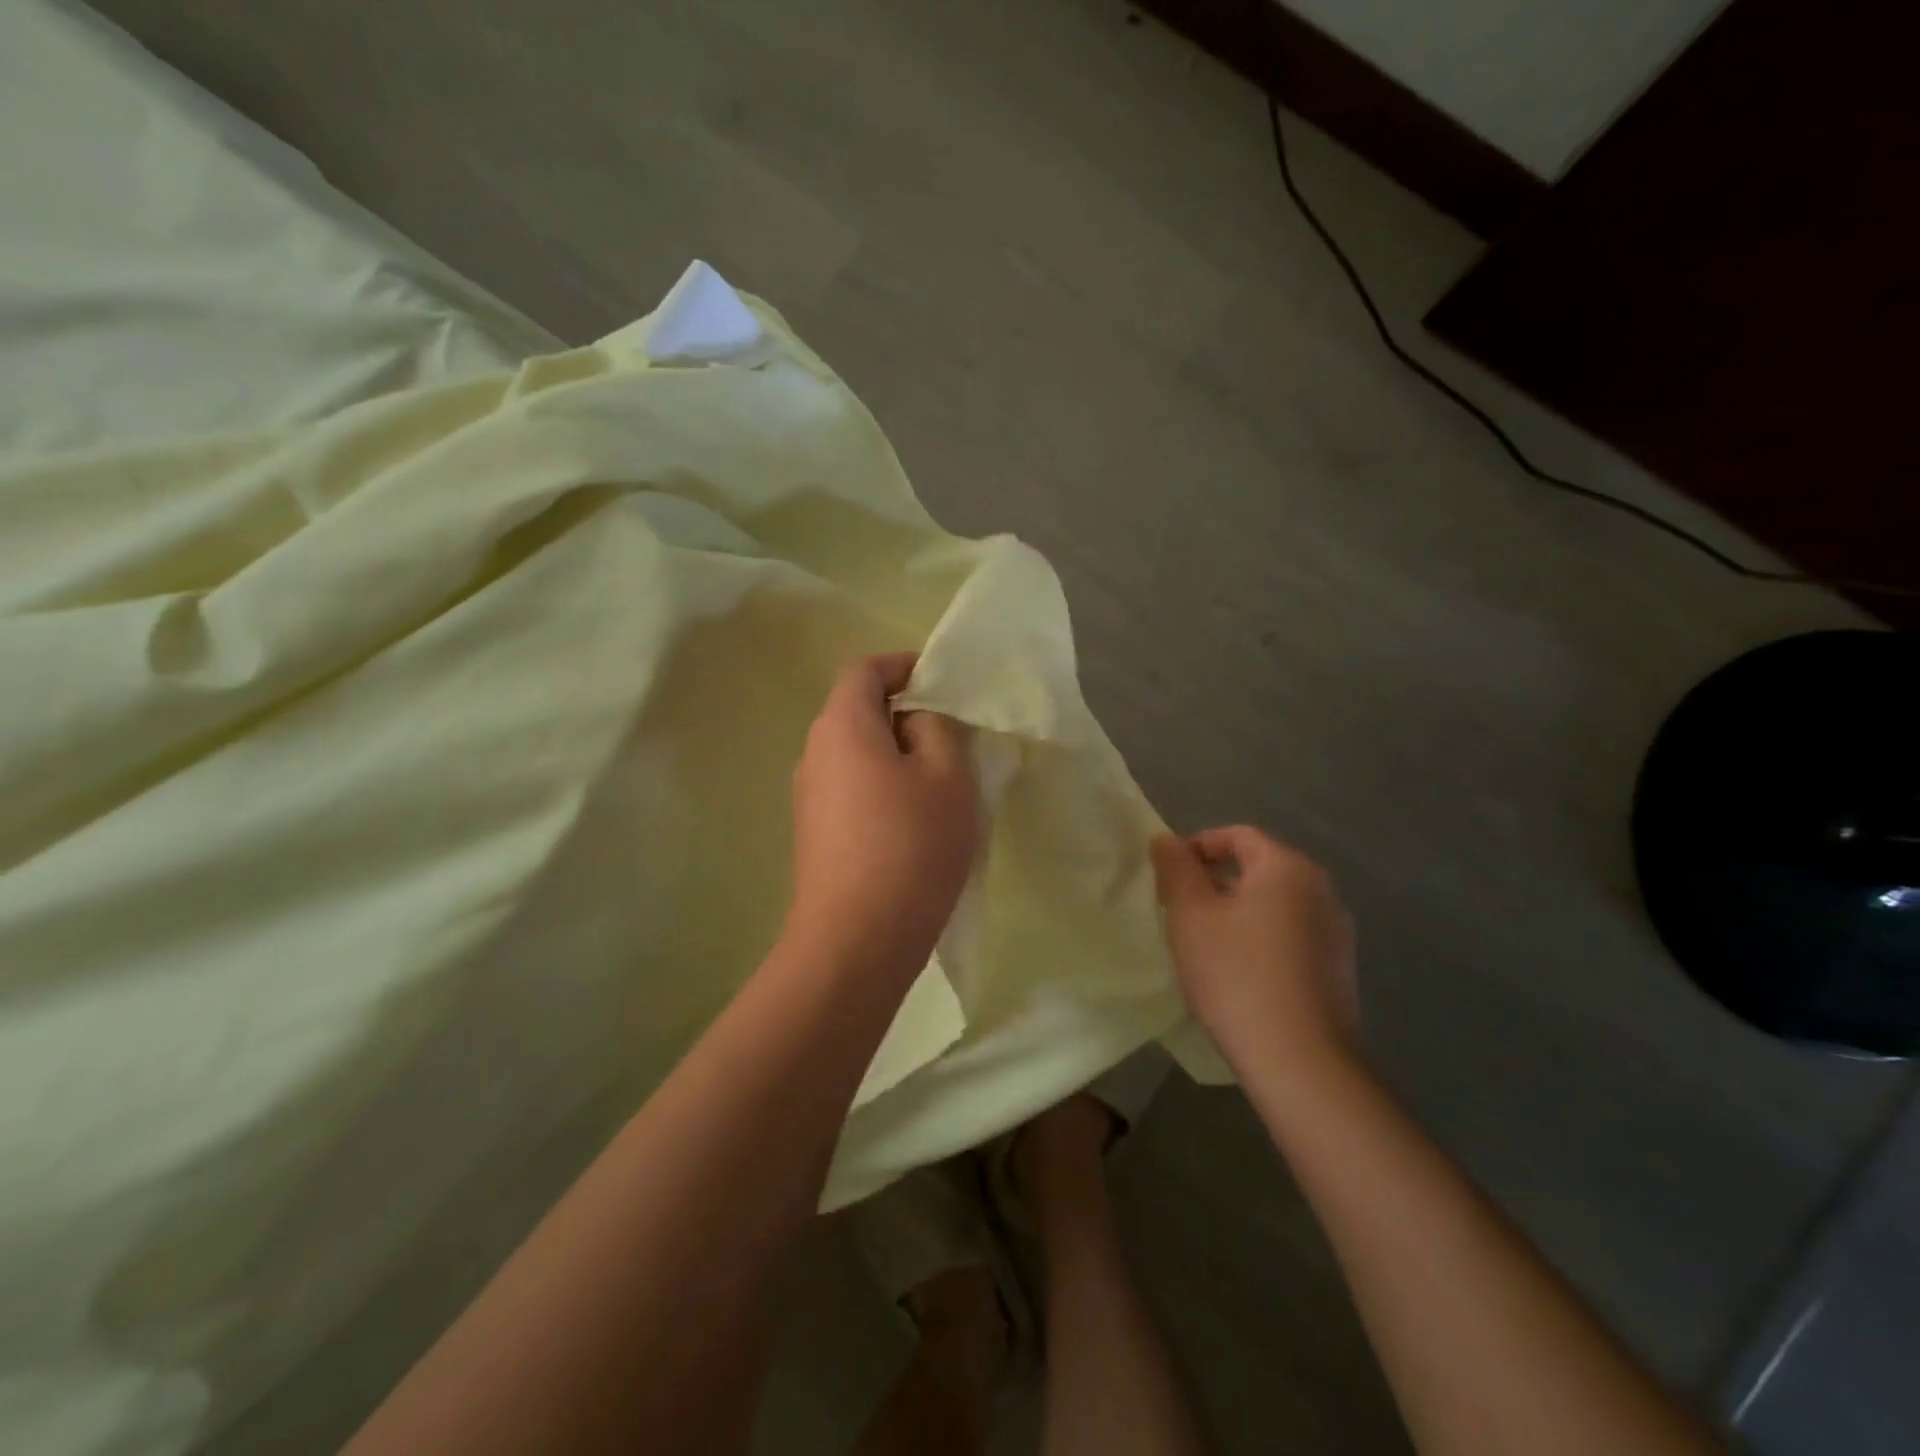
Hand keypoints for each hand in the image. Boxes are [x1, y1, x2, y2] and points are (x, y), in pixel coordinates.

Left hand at [786, 654, 976, 974]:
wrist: (856, 941)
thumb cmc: (909, 846)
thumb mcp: (946, 776)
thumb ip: (937, 728)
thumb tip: (918, 717)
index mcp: (841, 726)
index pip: (865, 670)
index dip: (904, 666)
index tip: (942, 683)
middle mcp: (814, 753)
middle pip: (858, 711)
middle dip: (905, 713)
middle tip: (952, 735)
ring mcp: (809, 796)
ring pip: (857, 754)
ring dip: (896, 754)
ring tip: (940, 781)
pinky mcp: (814, 833)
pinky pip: (851, 788)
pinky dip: (882, 786)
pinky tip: (914, 821)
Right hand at [1150, 826, 1358, 1080]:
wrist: (1300, 1061)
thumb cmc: (1236, 975)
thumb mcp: (1190, 915)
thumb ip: (1175, 869)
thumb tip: (1166, 840)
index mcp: (1288, 868)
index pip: (1237, 835)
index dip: (1197, 847)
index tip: (1168, 876)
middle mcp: (1321, 890)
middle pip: (1259, 867)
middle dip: (1214, 881)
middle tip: (1179, 909)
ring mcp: (1336, 932)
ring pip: (1275, 904)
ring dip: (1237, 911)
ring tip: (1205, 942)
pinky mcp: (1338, 969)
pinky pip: (1291, 935)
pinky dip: (1261, 938)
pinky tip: (1239, 972)